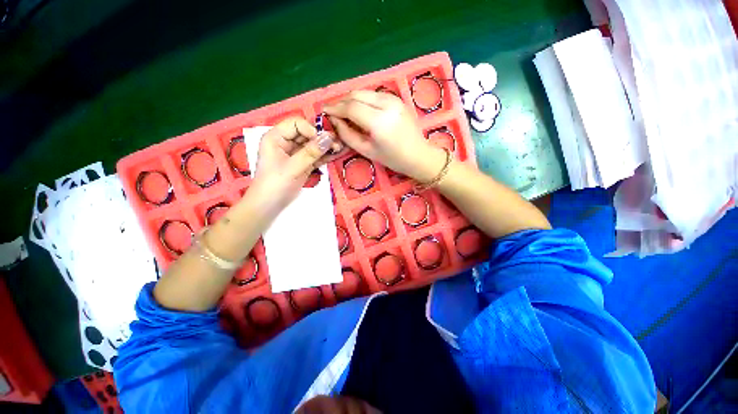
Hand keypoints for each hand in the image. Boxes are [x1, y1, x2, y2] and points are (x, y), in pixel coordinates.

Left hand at [248, 117, 334, 215]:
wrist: (269, 206)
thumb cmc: (275, 185)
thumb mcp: (292, 168)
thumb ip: (311, 153)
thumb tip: (329, 138)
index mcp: (276, 137)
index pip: (296, 124)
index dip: (311, 130)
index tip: (323, 141)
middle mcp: (286, 142)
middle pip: (307, 133)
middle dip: (322, 138)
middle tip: (337, 144)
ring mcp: (296, 154)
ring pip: (313, 145)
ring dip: (326, 146)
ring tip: (340, 148)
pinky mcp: (303, 164)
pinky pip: (316, 156)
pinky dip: (325, 156)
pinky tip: (337, 154)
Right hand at [324, 91, 445, 181]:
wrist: (419, 155)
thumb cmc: (393, 159)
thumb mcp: (367, 151)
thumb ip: (348, 134)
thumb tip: (334, 120)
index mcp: (379, 121)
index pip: (351, 107)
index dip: (335, 108)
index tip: (324, 111)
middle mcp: (387, 104)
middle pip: (357, 94)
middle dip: (342, 101)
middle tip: (334, 112)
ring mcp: (394, 99)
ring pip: (365, 92)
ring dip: (352, 99)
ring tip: (345, 112)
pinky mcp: (398, 99)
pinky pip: (375, 94)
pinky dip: (364, 99)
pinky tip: (361, 110)